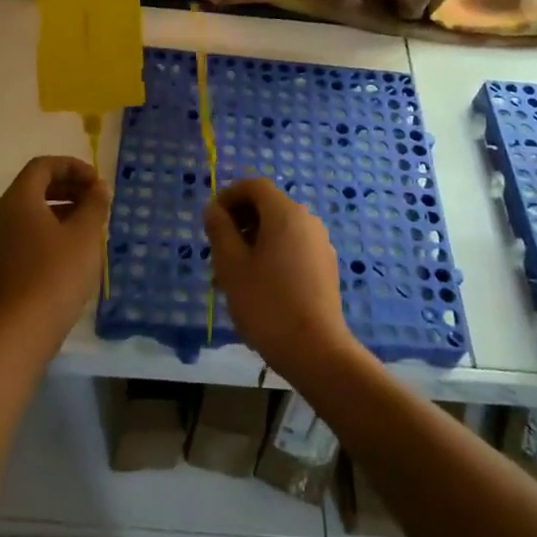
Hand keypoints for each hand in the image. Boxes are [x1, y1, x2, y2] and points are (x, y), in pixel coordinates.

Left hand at [0, 156, 112, 348]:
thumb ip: (95, 205)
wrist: (22, 329)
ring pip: (35, 211)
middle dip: (70, 187)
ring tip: (93, 224)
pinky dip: (55, 230)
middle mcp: (6, 215)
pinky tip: (77, 249)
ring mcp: (3, 241)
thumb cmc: (56, 272)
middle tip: (98, 200)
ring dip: (65, 209)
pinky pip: (32, 233)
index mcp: (20, 199)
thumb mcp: (85, 234)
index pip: (43, 166)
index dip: (73, 166)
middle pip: (37, 186)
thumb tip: (99, 189)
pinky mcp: (7, 264)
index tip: (97, 182)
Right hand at [204, 177, 354, 380]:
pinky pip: (293, 248)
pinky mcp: (325, 267)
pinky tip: (258, 288)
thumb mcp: (231, 265)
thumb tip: (214, 209)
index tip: (211, 220)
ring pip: (279, 231)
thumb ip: (219, 230)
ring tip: (232, 277)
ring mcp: (320, 244)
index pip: (255, 186)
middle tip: (218, 252)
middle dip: (239, 222)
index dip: (229, 196)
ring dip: (253, 242)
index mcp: (285, 213)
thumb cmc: (267, 303)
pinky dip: (271, 255)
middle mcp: (307, 221)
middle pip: (268, 207)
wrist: (316, 350)